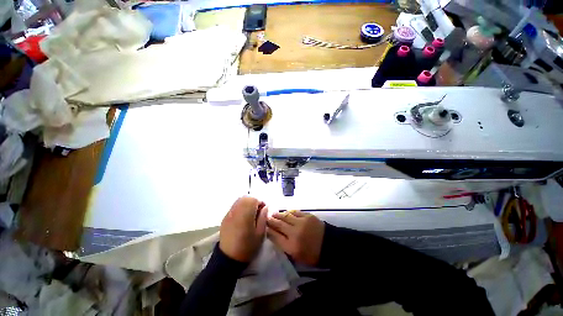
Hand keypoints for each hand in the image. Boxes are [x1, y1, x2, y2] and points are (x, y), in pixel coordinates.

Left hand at [219, 196, 267, 261]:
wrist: (229, 258)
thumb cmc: (248, 246)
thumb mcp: (260, 233)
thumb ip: (263, 217)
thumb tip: (266, 206)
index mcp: (245, 215)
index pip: (253, 199)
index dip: (260, 202)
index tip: (263, 210)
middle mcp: (236, 211)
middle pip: (245, 198)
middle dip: (254, 201)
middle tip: (257, 211)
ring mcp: (229, 214)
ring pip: (239, 200)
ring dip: (247, 203)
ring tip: (250, 213)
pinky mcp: (225, 218)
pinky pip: (234, 206)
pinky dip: (240, 207)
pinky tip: (243, 217)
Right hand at [267, 210, 324, 265]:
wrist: (330, 245)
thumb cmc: (313, 254)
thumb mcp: (297, 256)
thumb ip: (284, 246)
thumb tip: (274, 235)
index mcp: (291, 247)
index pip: (275, 236)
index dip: (268, 230)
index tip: (263, 226)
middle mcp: (294, 233)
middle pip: (279, 224)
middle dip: (271, 220)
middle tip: (266, 218)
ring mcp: (301, 223)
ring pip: (286, 216)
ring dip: (278, 215)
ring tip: (273, 214)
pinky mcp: (307, 216)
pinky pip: (295, 212)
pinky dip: (289, 212)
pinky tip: (286, 212)